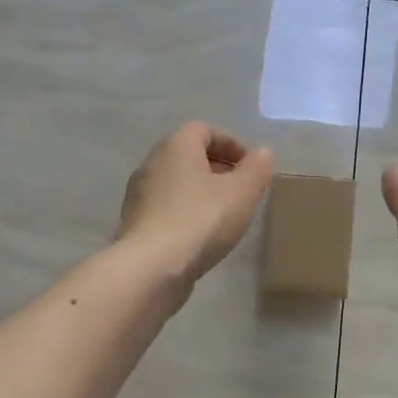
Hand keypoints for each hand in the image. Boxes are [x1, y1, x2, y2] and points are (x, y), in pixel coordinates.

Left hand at [117, 122, 275, 286]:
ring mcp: (138, 195)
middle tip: (240, 189)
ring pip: (175, 184)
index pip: (203, 130)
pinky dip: (185, 213)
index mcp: (175, 146)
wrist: (151, 267)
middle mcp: (151, 163)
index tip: (250, 167)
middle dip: (216, 168)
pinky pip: (165, 209)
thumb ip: (256, 168)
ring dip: (199, 192)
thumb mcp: (241, 192)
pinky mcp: (135, 224)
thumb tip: (263, 152)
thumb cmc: (200, 220)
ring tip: (224, 214)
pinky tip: (201, 236)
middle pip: (187, 156)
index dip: (230, 144)